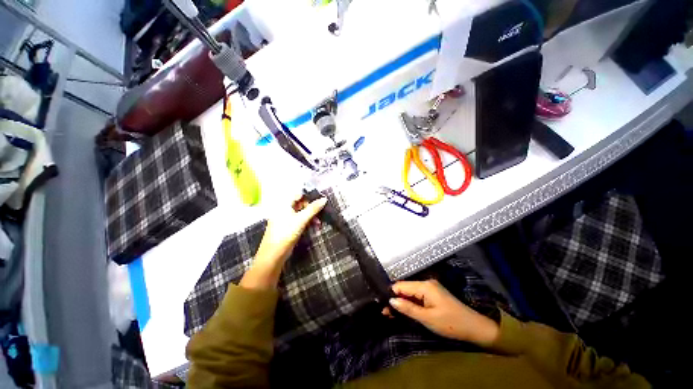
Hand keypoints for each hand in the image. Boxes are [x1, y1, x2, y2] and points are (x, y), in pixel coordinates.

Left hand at [239, 194, 326, 289]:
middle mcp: (284, 209)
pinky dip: (307, 223)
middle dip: (312, 209)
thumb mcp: (301, 219)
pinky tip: (315, 228)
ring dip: (312, 217)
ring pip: (302, 213)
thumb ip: (313, 208)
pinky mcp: (288, 227)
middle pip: (301, 204)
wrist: (274, 254)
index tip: (321, 201)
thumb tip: (324, 199)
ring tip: (319, 224)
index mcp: (284, 204)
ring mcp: (286, 218)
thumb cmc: (286, 233)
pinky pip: (300, 221)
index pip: (299, 194)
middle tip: (321, 215)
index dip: (310, 197)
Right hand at [387, 280, 499, 346]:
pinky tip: (403, 310)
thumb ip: (408, 308)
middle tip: (385, 312)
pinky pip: (417, 296)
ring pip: (410, 293)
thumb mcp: (427, 318)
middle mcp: (426, 283)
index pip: (401, 285)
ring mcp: (430, 288)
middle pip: (405, 288)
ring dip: (401, 302)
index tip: (382, 305)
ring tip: (390, 313)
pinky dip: (410, 303)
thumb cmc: (450, 323)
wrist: (474, 328)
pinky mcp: (432, 294)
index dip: (391, 294)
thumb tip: (391, 300)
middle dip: (395, 299)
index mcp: (424, 285)